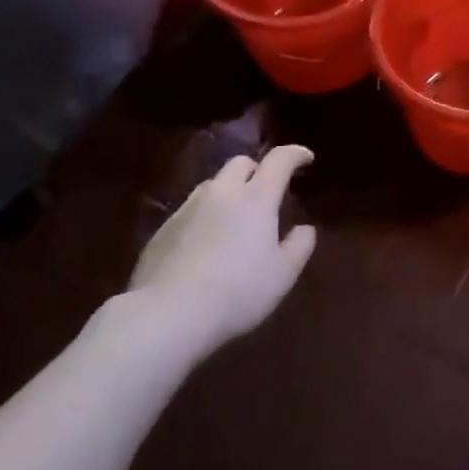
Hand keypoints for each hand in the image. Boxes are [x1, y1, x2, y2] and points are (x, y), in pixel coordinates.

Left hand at [127, 144, 316, 347]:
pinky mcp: (163, 230)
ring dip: (229, 192)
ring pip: (212, 185)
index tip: (306, 159)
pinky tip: (205, 245)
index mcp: (256, 198)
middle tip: (267, 191)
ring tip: (234, 218)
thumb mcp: (282, 275)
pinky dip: (204, 216)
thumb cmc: (237, 292)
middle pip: (240, 163)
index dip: (295, 154)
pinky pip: (190, 210)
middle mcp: (221, 193)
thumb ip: (299, 246)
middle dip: (257, 170)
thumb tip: (304, 229)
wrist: (167, 315)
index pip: (279, 160)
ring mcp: (188, 209)